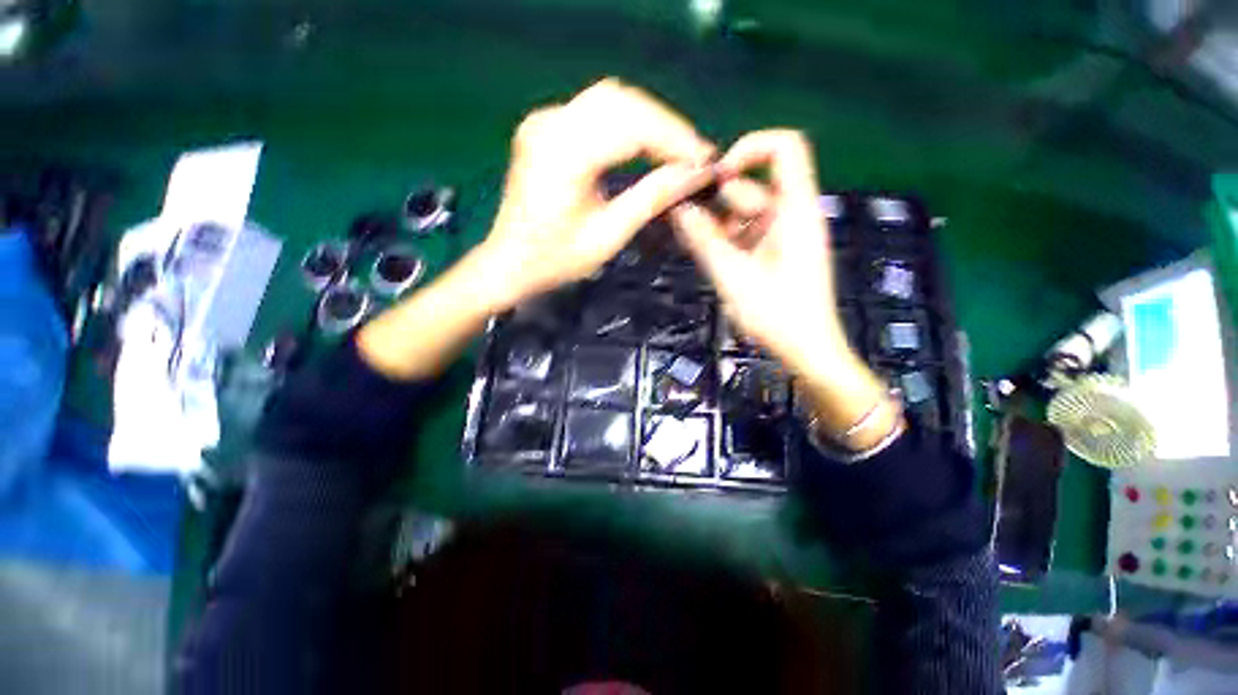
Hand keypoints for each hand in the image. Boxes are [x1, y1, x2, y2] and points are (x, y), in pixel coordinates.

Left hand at [359, 79, 713, 380]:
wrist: (509, 263)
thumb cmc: (555, 260)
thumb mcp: (608, 236)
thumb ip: (651, 199)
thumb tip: (694, 174)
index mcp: (564, 153)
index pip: (632, 125)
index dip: (674, 139)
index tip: (704, 159)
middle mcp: (550, 123)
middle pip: (622, 101)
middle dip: (664, 126)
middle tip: (692, 156)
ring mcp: (543, 121)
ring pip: (609, 100)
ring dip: (647, 121)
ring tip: (674, 151)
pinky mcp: (544, 127)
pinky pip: (593, 112)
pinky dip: (625, 124)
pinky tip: (643, 144)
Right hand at [671, 130, 902, 451]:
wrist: (806, 352)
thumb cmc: (778, 316)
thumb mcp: (735, 277)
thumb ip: (704, 241)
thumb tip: (678, 208)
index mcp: (795, 211)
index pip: (784, 149)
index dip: (749, 148)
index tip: (715, 175)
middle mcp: (788, 215)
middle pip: (749, 187)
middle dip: (712, 199)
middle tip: (676, 213)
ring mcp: (778, 236)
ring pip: (738, 214)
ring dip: (710, 222)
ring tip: (681, 234)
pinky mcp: (768, 254)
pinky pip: (740, 235)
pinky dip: (718, 239)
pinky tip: (696, 248)